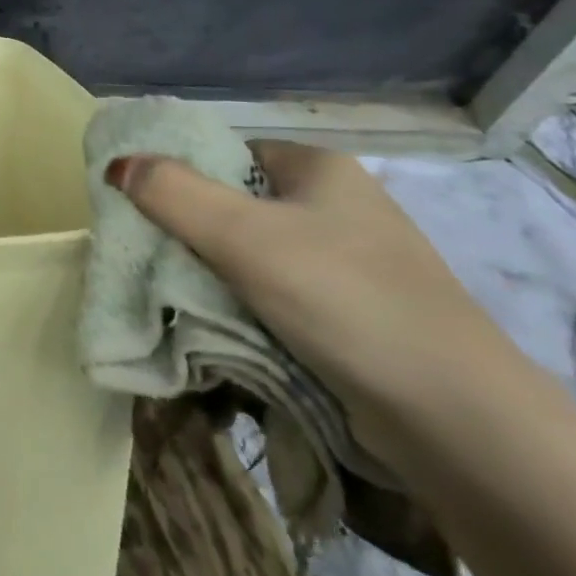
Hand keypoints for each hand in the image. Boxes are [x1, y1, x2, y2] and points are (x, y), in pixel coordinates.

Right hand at [108, 142, 525, 467]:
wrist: (459, 421)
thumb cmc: (344, 299)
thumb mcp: (243, 236)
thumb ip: (172, 193)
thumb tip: (116, 164)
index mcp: (319, 168)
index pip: (227, 154)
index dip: (181, 176)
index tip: (144, 212)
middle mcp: (339, 206)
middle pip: (238, 205)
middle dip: (194, 234)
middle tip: (154, 261)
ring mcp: (353, 263)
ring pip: (257, 256)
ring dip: (218, 277)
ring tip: (182, 300)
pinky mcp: (358, 316)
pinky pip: (281, 296)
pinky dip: (249, 308)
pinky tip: (227, 329)